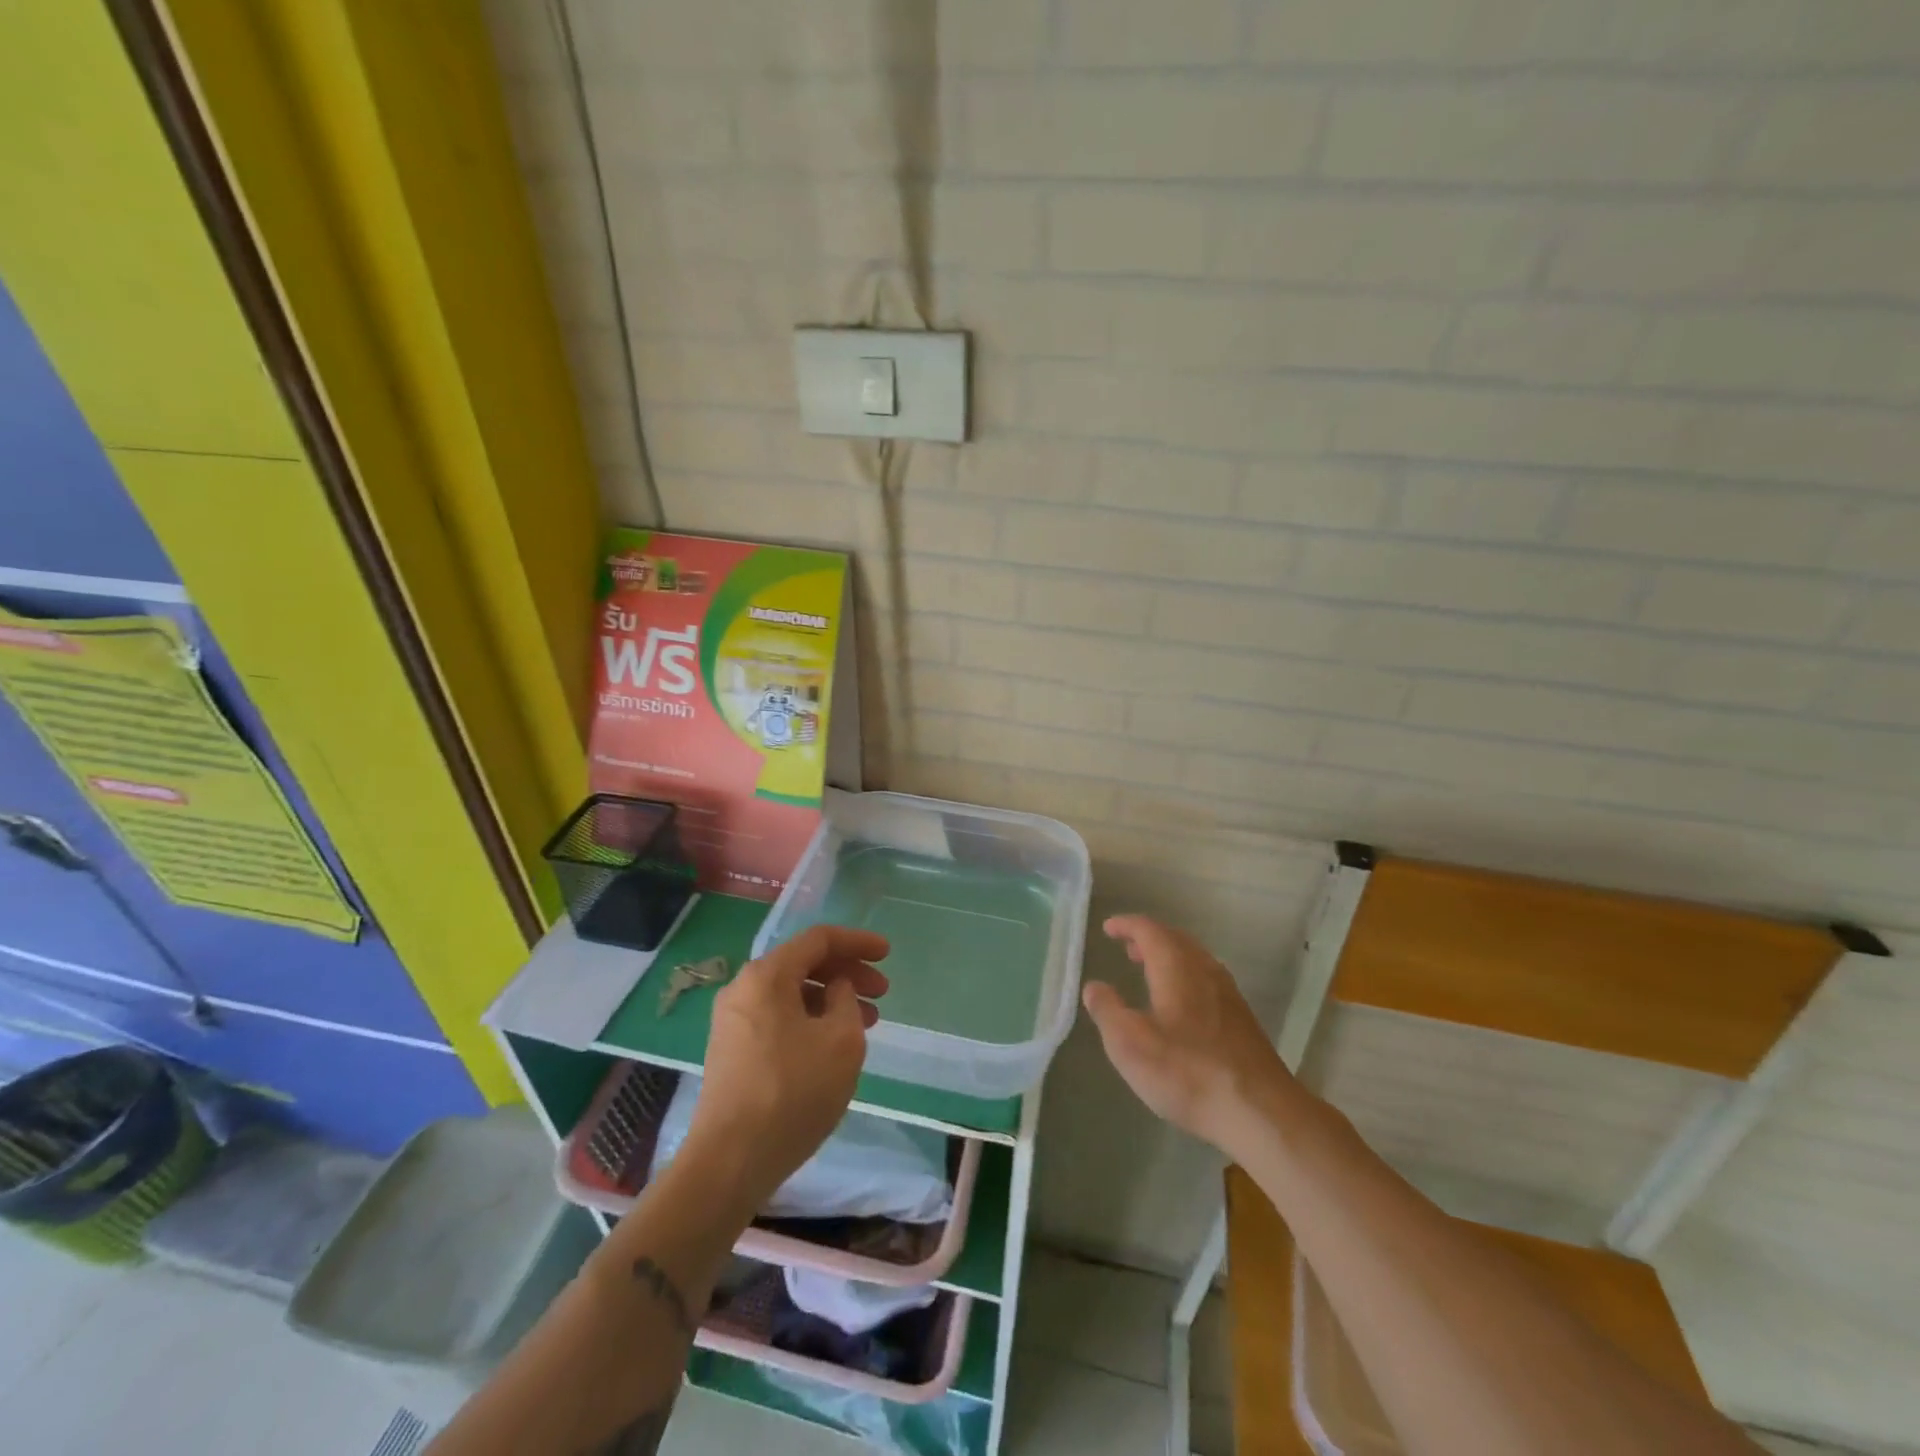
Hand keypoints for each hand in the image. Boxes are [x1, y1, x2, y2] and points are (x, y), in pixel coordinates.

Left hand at [685, 925, 889, 1213]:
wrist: (729, 1161)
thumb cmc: (793, 1091)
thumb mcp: (840, 1040)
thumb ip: (846, 1000)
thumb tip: (835, 989)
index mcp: (767, 975)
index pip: (819, 940)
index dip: (858, 942)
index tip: (888, 955)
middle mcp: (743, 988)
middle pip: (803, 964)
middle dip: (847, 973)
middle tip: (882, 993)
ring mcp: (732, 1021)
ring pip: (791, 994)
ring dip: (831, 1000)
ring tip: (866, 1023)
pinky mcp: (731, 1051)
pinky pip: (778, 1018)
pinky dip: (809, 1020)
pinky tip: (832, 1045)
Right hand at [1082, 914, 1293, 1157]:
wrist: (1259, 1111)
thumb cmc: (1187, 1072)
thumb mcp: (1129, 1045)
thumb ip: (1107, 1011)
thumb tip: (1094, 986)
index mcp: (1176, 967)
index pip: (1149, 930)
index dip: (1127, 925)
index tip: (1108, 928)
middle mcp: (1205, 970)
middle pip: (1176, 939)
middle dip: (1149, 938)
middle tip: (1127, 947)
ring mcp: (1228, 994)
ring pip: (1195, 959)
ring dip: (1169, 957)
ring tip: (1149, 971)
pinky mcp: (1242, 1019)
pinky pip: (1207, 979)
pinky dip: (1186, 976)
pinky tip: (1180, 1004)